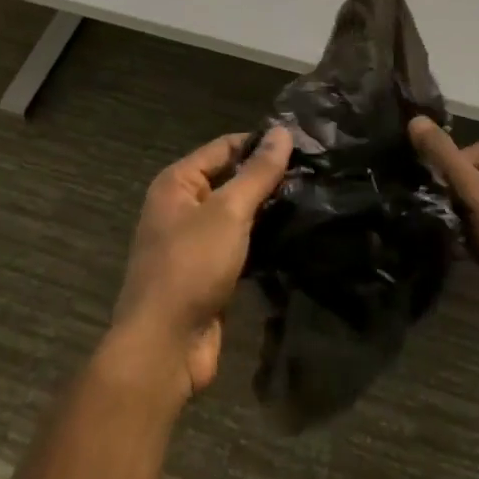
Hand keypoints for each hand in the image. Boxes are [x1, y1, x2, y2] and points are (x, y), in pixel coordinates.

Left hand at [109, 126, 291, 401]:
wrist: (164, 347)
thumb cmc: (191, 267)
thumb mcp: (228, 212)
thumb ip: (258, 172)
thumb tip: (282, 130)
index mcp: (177, 183)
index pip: (224, 147)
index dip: (261, 143)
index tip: (304, 144)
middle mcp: (182, 207)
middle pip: (231, 180)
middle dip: (268, 178)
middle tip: (315, 173)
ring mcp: (195, 242)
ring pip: (238, 215)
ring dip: (269, 211)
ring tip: (313, 199)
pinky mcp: (209, 273)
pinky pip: (240, 245)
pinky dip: (263, 241)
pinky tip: (296, 236)